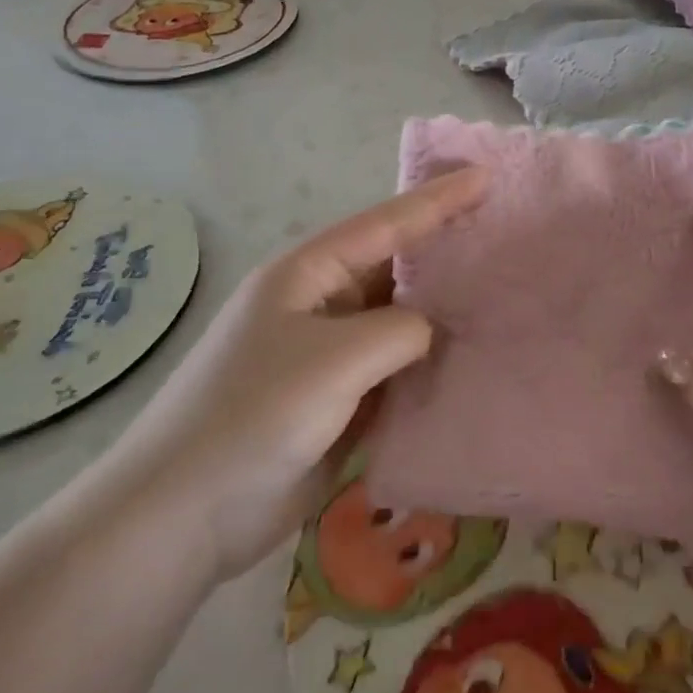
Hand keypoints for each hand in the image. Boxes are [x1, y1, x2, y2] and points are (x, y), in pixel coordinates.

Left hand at [102, 167, 487, 581]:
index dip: (437, 200)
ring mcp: (331, 356)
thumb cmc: (254, 414)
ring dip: (442, 315)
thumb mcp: (335, 359)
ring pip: (400, 323)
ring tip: (503, 296)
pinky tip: (471, 361)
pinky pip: (396, 371)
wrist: (185, 515)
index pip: (384, 224)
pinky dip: (429, 366)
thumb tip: (431, 331)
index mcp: (308, 274)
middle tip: (507, 235)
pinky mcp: (340, 402)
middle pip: (395, 268)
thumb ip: (401, 330)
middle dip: (446, 253)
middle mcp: (322, 305)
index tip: (486, 176)